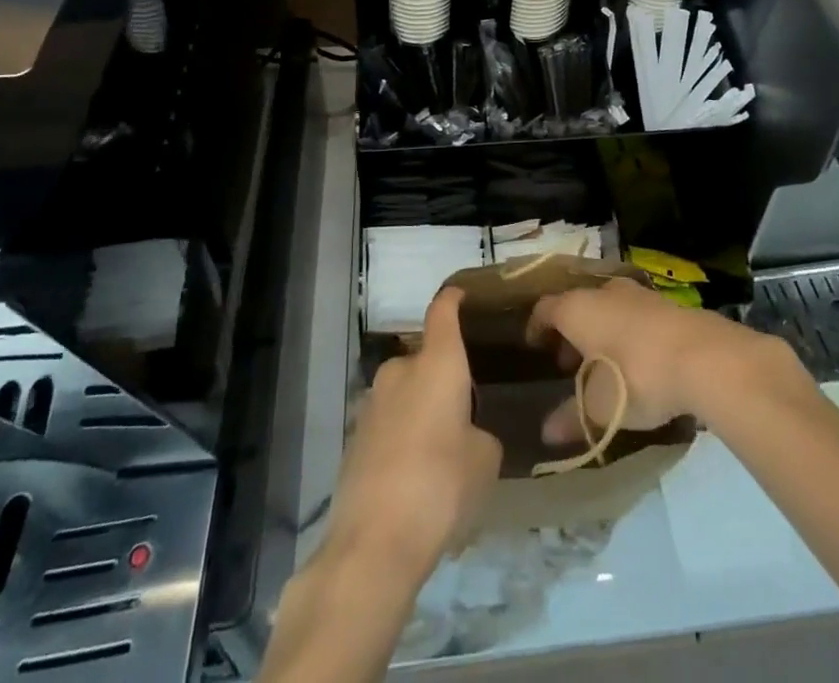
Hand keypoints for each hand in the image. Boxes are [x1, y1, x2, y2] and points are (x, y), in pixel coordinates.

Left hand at [325, 288, 501, 574]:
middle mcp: (401, 370)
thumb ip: (481, 433)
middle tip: (464, 409)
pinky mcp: (353, 438)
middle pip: (424, 358)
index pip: (443, 311)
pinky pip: (388, 424)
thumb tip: (468, 434)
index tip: (463, 295)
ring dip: (420, 409)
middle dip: (442, 377)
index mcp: (437, 363)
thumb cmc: (441, 486)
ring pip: (405, 393)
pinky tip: (414, 476)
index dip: (453, 299)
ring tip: (440, 449)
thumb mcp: (485, 460)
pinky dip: (402, 437)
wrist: (372, 544)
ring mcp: (371, 403)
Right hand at [525, 278, 805, 444]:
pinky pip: (636, 316)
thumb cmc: (636, 376)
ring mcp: (638, 295)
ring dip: (601, 332)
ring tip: (603, 366)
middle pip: (578, 306)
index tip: (533, 345)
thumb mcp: (599, 408)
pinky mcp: (667, 305)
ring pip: (609, 308)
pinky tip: (638, 362)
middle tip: (567, 363)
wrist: (704, 357)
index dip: (536, 326)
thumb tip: (546, 434)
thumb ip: (571, 418)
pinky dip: (628, 334)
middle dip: (571, 332)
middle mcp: (604, 292)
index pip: (545, 308)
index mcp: (577, 308)